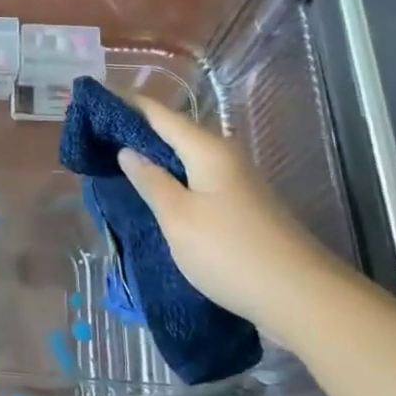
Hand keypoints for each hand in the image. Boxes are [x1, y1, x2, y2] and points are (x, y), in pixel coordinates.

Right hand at [117, 94, 363, 330]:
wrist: (302, 298)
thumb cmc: (231, 252)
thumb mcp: (178, 217)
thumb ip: (151, 181)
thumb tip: (128, 151)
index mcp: (207, 150)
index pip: (159, 113)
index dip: (126, 103)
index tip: (93, 98)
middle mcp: (224, 156)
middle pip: (174, 131)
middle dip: (136, 128)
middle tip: (96, 132)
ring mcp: (236, 181)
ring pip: (186, 156)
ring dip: (153, 154)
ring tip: (115, 158)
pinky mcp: (241, 206)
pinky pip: (197, 177)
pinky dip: (171, 176)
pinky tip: (155, 191)